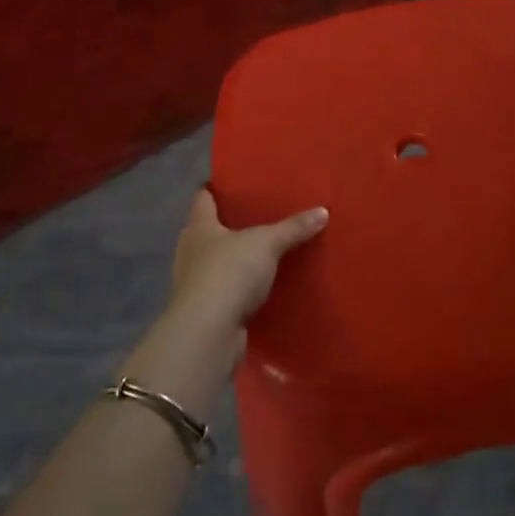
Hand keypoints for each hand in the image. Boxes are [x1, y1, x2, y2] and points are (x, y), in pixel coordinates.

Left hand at [167, 188, 327, 332]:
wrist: (208, 333)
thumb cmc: (229, 273)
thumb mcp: (267, 243)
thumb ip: (293, 228)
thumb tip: (323, 211)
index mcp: (199, 227)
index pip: (202, 198)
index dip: (215, 188)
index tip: (232, 182)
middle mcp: (191, 251)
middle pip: (209, 230)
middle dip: (229, 224)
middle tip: (258, 215)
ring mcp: (195, 283)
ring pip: (216, 261)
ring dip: (235, 258)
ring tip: (263, 250)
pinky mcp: (206, 310)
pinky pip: (225, 290)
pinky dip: (239, 287)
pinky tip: (259, 286)